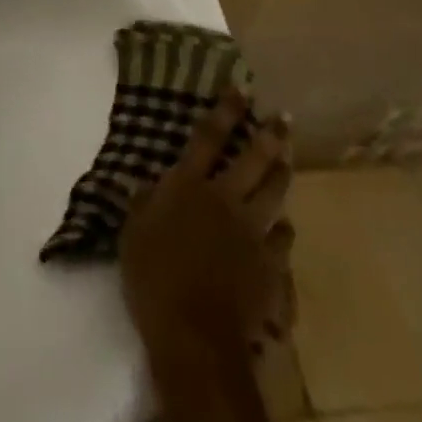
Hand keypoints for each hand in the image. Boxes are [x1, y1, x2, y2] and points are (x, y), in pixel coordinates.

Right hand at [119, 90, 294, 356]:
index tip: (242, 89)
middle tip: (284, 118)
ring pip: (275, 193)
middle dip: (270, 135)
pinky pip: (283, 240)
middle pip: (253, 159)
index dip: (226, 110)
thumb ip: (144, 202)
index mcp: (189, 185)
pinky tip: (284, 225)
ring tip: (288, 160)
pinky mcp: (270, 267)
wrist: (193, 333)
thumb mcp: (134, 231)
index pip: (209, 137)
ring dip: (282, 174)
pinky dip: (284, 229)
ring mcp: (252, 232)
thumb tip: (147, 183)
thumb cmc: (153, 276)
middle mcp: (225, 199)